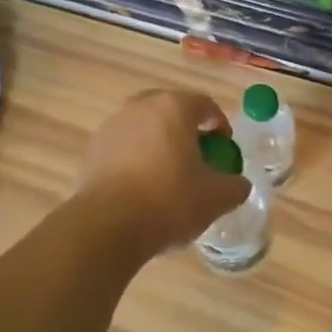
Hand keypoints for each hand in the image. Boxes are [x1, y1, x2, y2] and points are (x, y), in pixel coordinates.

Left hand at [76, 89, 249, 256]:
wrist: (107, 227)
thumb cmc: (168, 202)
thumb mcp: (215, 199)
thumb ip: (234, 186)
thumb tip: (238, 184)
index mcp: (173, 108)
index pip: (205, 104)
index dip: (219, 125)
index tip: (224, 149)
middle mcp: (140, 107)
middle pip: (171, 111)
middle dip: (187, 131)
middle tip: (197, 158)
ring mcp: (112, 126)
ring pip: (144, 128)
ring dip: (159, 144)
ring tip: (167, 176)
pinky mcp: (92, 150)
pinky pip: (123, 147)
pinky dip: (135, 159)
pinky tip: (140, 189)